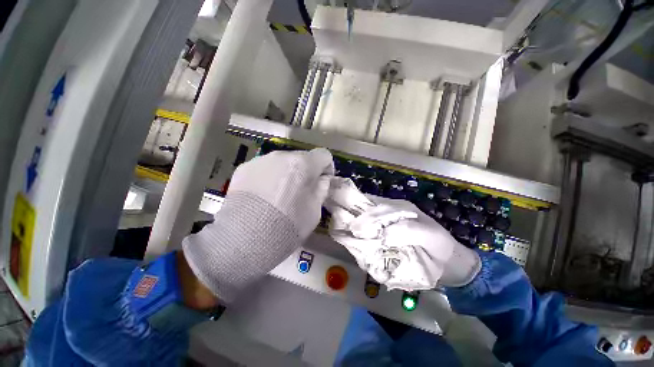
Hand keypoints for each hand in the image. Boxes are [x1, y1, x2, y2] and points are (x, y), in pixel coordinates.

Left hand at [183, 148, 333, 302]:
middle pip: (302, 158)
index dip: (326, 168)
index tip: (322, 181)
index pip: (323, 155)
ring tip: (280, 194)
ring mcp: (261, 160)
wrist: (245, 238)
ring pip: (282, 162)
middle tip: (301, 190)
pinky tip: (263, 196)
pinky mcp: (244, 168)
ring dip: (287, 173)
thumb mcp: (315, 211)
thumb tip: (321, 178)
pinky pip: (265, 169)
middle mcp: (282, 156)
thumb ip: (321, 189)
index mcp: (303, 164)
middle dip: (305, 171)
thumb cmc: (287, 225)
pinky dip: (269, 177)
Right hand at [325, 178, 479, 288]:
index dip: (360, 211)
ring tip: (346, 240)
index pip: (374, 204)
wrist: (450, 264)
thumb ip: (405, 230)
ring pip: (364, 226)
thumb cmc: (440, 246)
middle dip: (353, 221)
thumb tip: (380, 235)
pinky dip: (362, 244)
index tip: (351, 224)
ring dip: (355, 233)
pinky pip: (369, 240)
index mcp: (398, 209)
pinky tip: (358, 250)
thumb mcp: (429, 235)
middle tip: (342, 231)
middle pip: (365, 214)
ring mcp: (386, 229)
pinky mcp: (385, 241)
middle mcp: (389, 216)